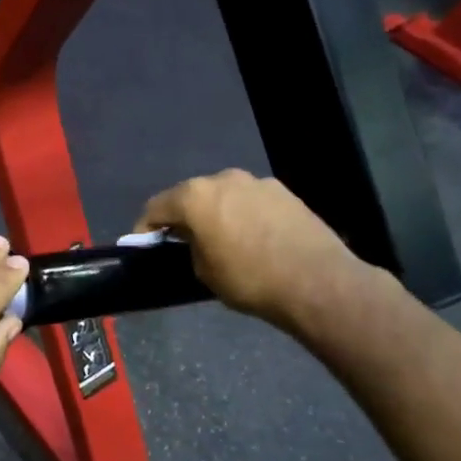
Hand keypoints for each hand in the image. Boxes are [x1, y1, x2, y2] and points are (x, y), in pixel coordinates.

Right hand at [135, 169, 375, 332]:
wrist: (316, 282)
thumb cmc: (249, 279)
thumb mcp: (203, 271)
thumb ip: (190, 247)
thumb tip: (194, 239)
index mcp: (195, 196)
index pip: (156, 206)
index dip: (146, 227)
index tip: (144, 245)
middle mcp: (223, 178)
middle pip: (190, 195)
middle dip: (183, 216)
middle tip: (181, 241)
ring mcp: (256, 182)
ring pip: (223, 195)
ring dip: (215, 212)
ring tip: (221, 238)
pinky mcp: (284, 191)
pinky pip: (250, 200)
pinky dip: (243, 213)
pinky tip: (252, 237)